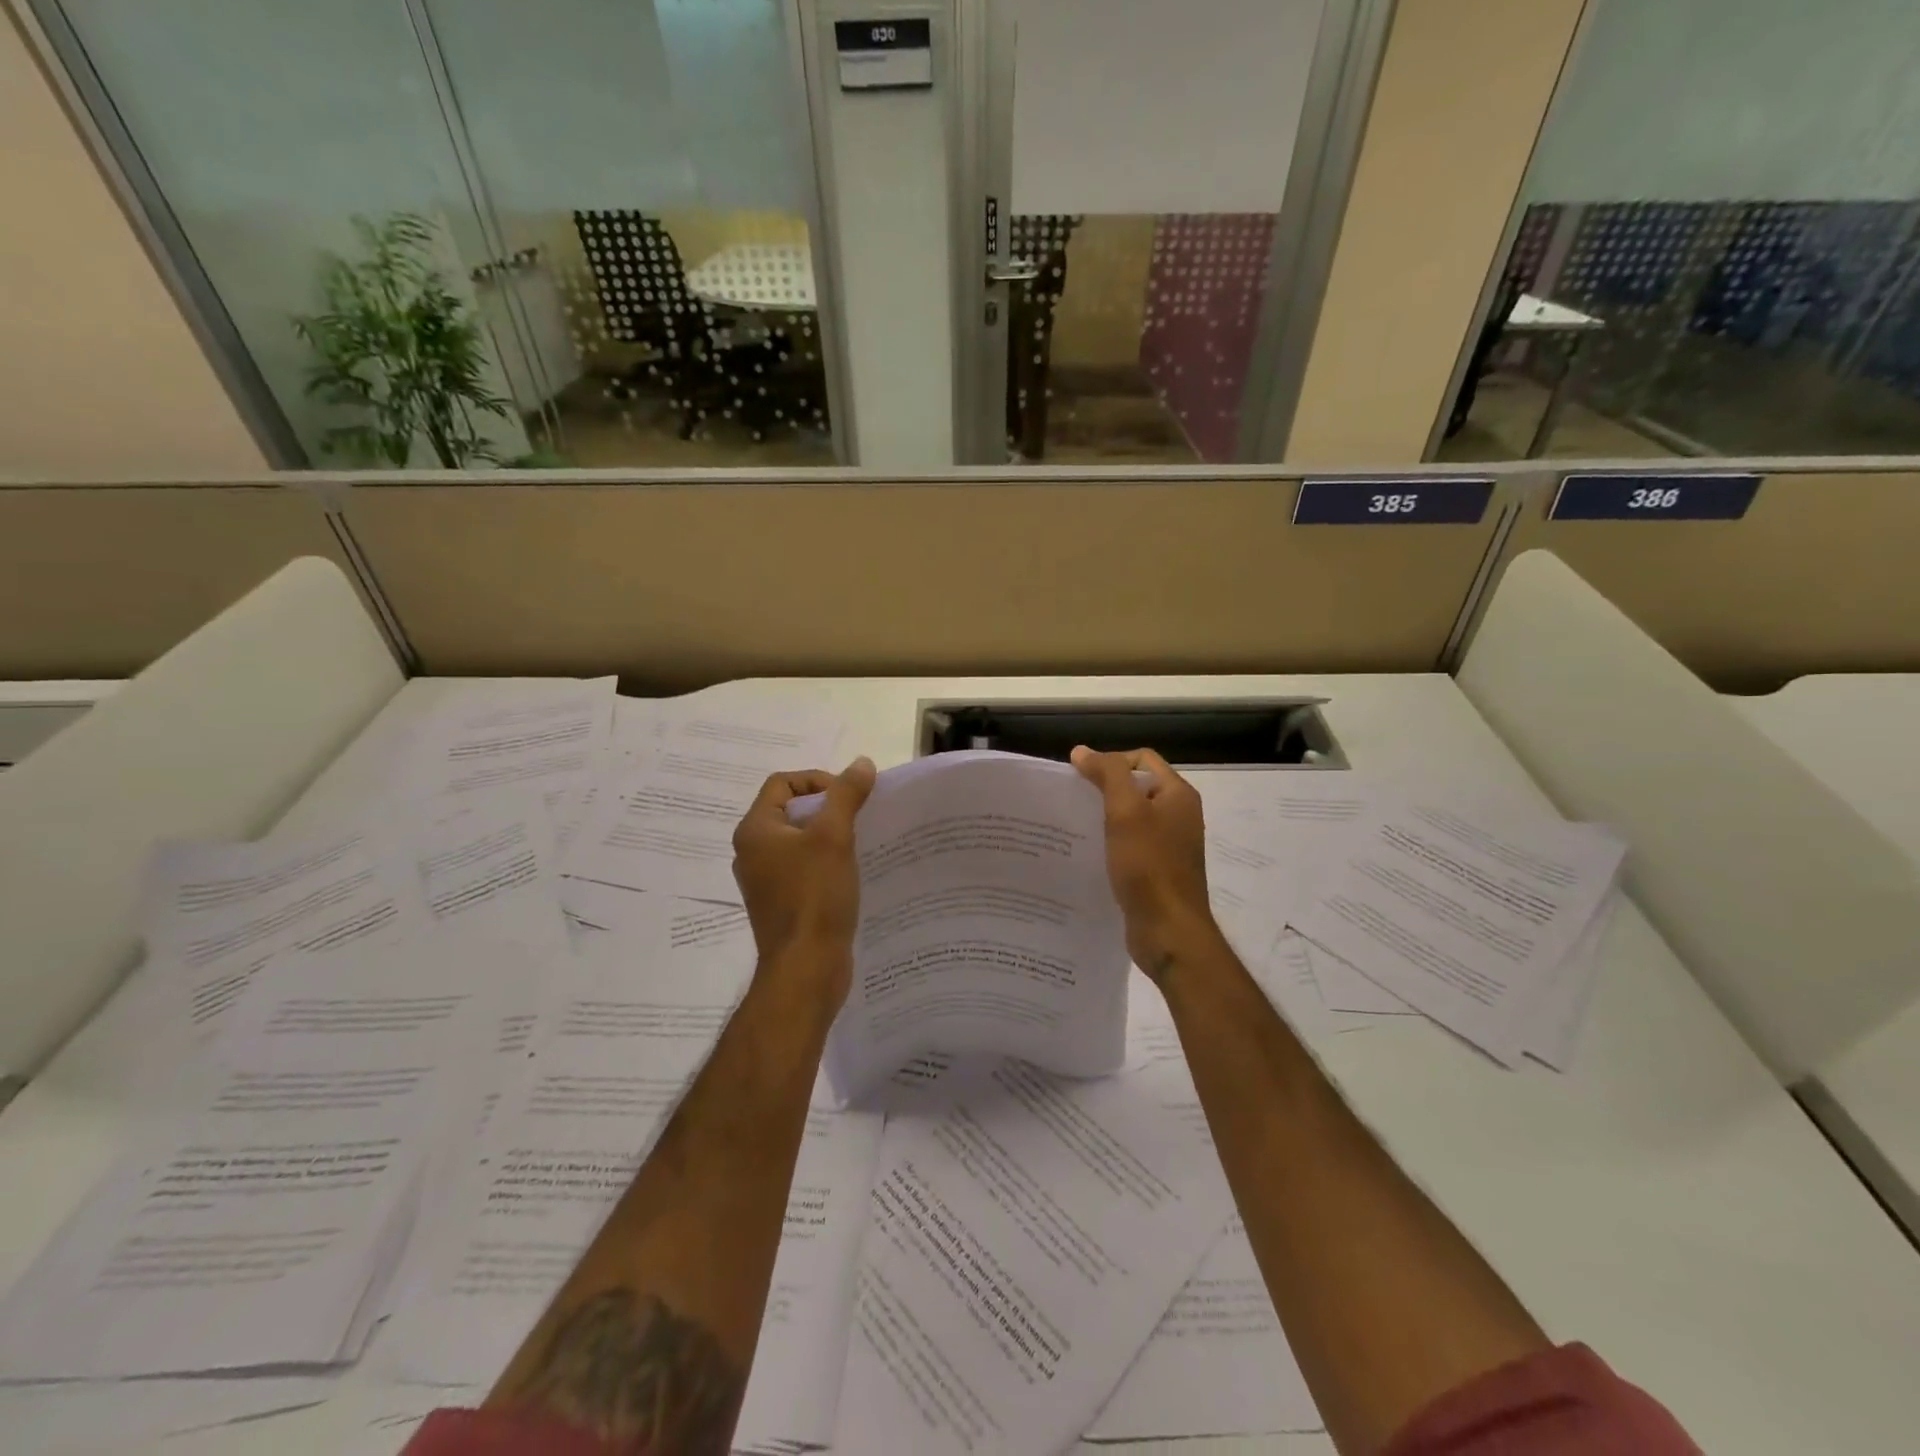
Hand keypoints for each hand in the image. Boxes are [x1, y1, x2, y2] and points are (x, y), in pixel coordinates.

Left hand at [731, 757, 876, 1004]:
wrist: (806, 970)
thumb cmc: (814, 897)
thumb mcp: (834, 837)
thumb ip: (846, 795)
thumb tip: (861, 763)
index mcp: (755, 830)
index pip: (783, 783)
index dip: (818, 780)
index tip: (849, 796)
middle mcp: (753, 852)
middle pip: (791, 811)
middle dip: (828, 808)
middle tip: (860, 818)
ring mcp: (766, 881)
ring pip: (800, 841)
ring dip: (830, 836)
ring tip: (861, 843)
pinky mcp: (782, 904)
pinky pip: (804, 869)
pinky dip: (827, 863)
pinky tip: (853, 873)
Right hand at [1071, 746, 1221, 980]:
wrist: (1169, 931)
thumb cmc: (1148, 867)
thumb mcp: (1126, 812)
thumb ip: (1107, 775)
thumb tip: (1082, 751)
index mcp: (1178, 795)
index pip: (1141, 759)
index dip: (1110, 762)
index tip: (1081, 781)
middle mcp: (1178, 815)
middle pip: (1136, 787)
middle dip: (1104, 790)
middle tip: (1072, 803)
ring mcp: (1170, 845)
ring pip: (1132, 818)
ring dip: (1105, 818)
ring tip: (1075, 828)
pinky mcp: (1158, 870)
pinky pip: (1131, 845)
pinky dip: (1111, 844)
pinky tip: (1089, 855)